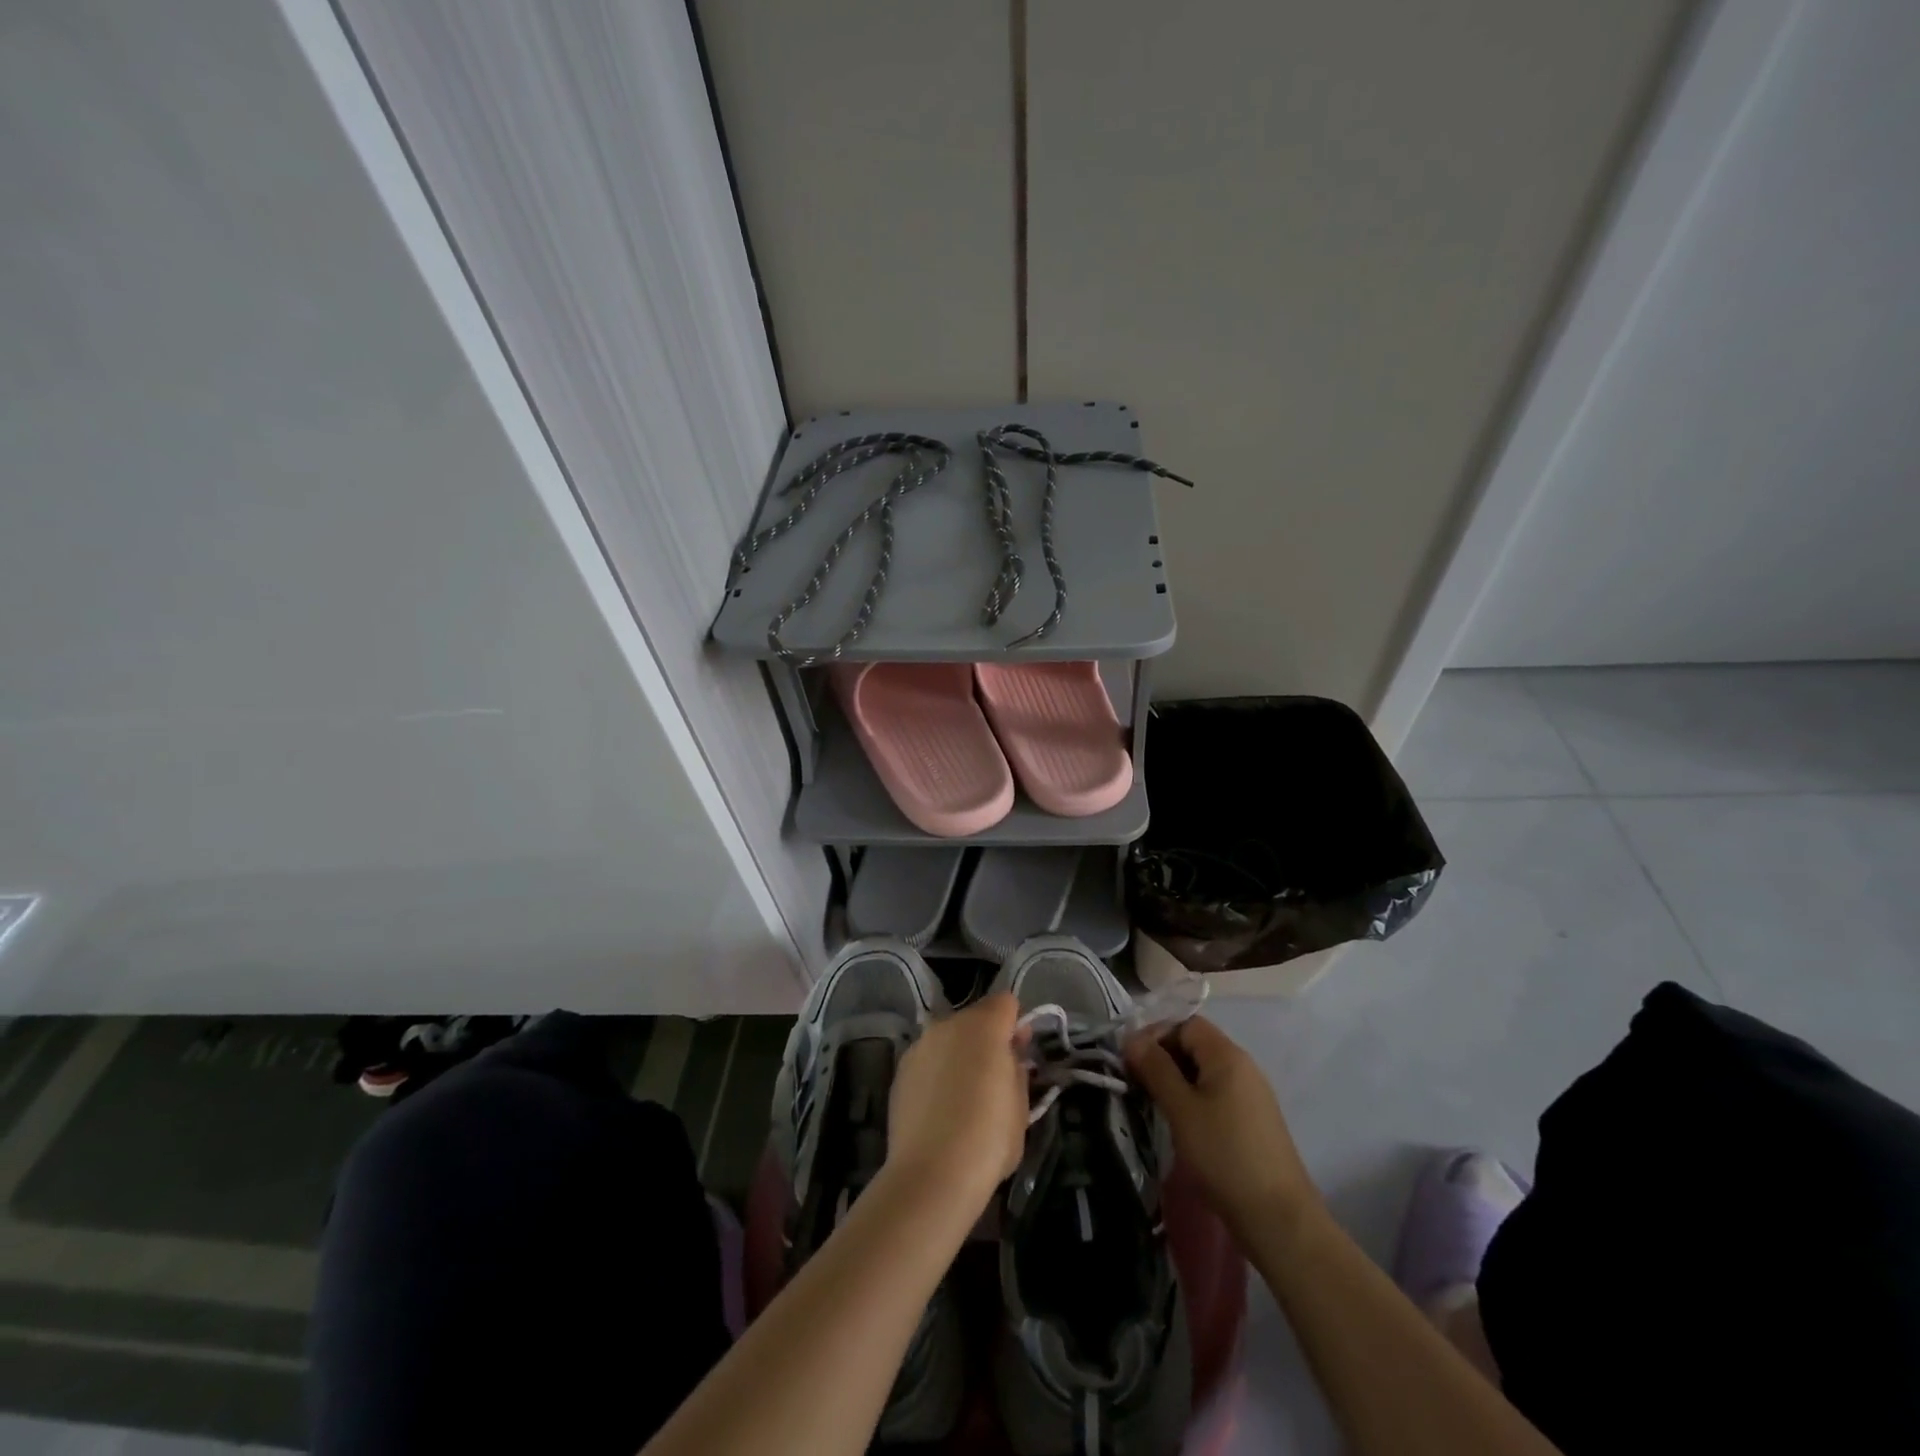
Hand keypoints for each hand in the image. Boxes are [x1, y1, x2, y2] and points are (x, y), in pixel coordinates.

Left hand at [886, 992, 1028, 1213]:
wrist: (932, 1175)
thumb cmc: (988, 1139)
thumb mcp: (1020, 1105)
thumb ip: (1017, 1068)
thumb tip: (1012, 1052)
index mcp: (983, 1026)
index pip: (1006, 1003)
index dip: (1016, 1024)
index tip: (1019, 1053)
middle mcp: (948, 1025)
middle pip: (975, 1018)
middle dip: (987, 1039)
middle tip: (995, 1077)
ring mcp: (920, 1045)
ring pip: (949, 1038)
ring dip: (960, 1054)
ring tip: (964, 1096)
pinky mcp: (900, 1070)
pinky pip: (928, 1060)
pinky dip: (937, 1072)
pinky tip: (940, 1109)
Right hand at [1126, 1016, 1321, 1243]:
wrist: (1278, 1218)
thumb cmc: (1224, 1155)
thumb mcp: (1181, 1109)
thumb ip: (1155, 1068)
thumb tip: (1132, 1038)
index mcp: (1227, 1055)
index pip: (1185, 1024)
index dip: (1155, 1035)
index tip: (1131, 1061)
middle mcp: (1243, 1067)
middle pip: (1195, 1045)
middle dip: (1163, 1058)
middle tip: (1137, 1083)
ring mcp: (1251, 1095)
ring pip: (1204, 1072)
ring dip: (1175, 1080)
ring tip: (1153, 1104)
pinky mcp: (1252, 1121)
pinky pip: (1215, 1094)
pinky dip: (1193, 1099)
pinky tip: (1180, 1123)